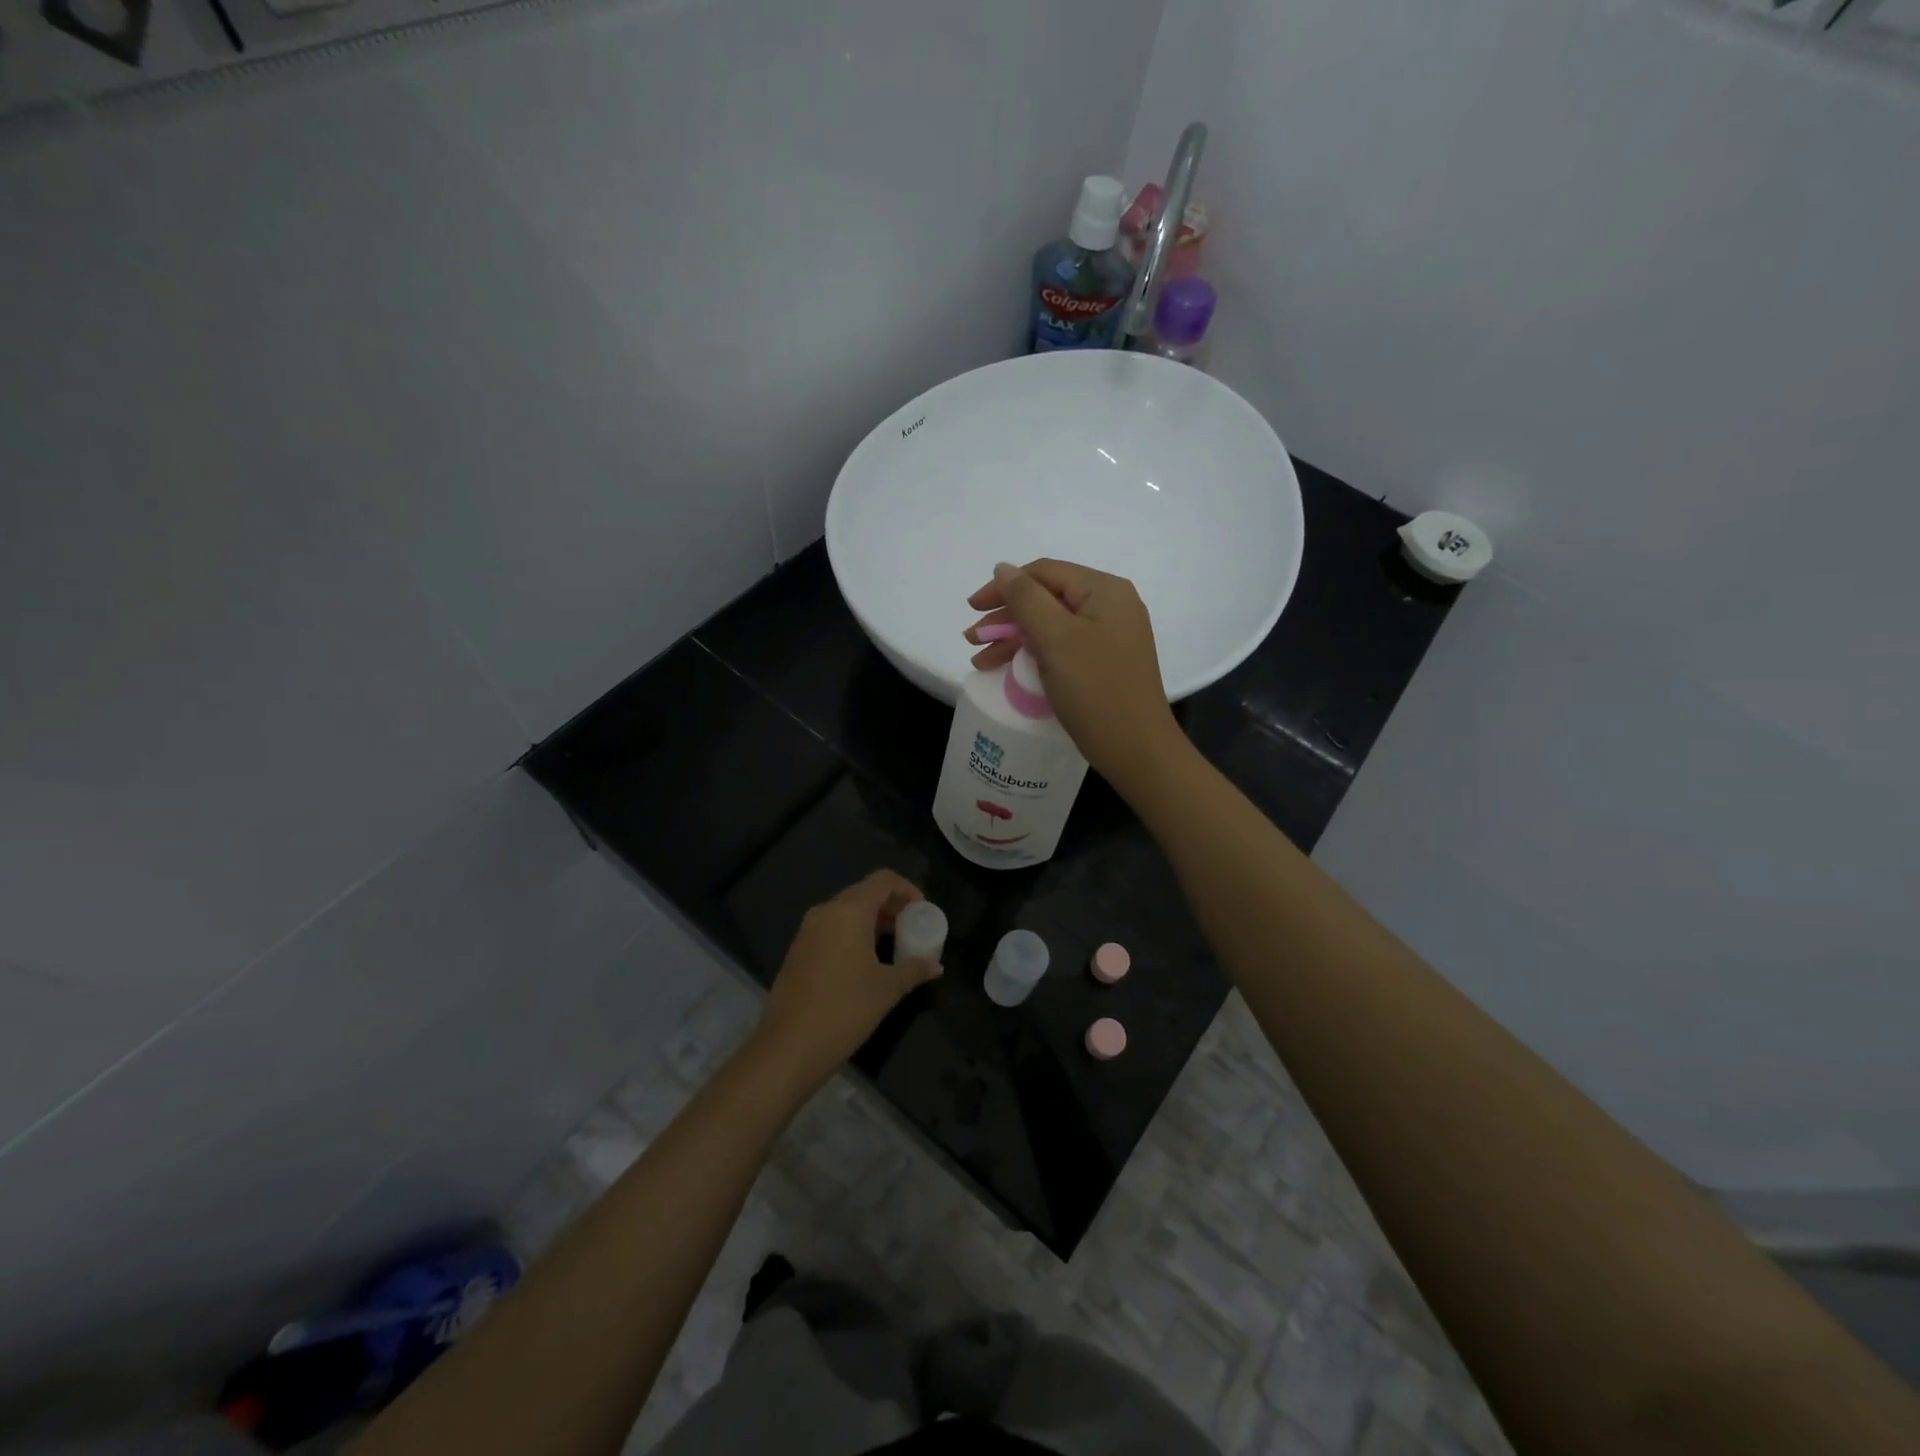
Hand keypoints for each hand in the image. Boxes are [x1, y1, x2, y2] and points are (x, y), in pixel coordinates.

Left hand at [752, 870, 940, 1090]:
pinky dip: (852, 933)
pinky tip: (865, 962)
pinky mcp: (797, 950)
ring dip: (871, 920)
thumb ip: (914, 969)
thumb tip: (935, 966)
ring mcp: (807, 930)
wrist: (789, 1046)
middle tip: (911, 928)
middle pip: (864, 892)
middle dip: (890, 906)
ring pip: (846, 911)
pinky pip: (831, 928)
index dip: (907, 890)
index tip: (922, 911)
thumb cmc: (845, 1009)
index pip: (883, 880)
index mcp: (849, 911)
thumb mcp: (887, 989)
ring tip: (892, 946)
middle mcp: (826, 911)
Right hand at [964, 559, 1185, 796]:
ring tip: (981, 661)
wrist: (1136, 749)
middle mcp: (1111, 606)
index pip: (1044, 572)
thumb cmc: (1095, 689)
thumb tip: (1003, 568)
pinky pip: (1062, 647)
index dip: (1004, 586)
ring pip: (1051, 626)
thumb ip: (1026, 599)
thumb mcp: (1056, 638)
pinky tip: (1010, 669)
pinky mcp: (1105, 663)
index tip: (972, 608)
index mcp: (1104, 590)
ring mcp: (1110, 636)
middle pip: (1047, 598)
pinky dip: (1034, 655)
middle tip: (972, 640)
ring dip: (1014, 639)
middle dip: (1006, 618)